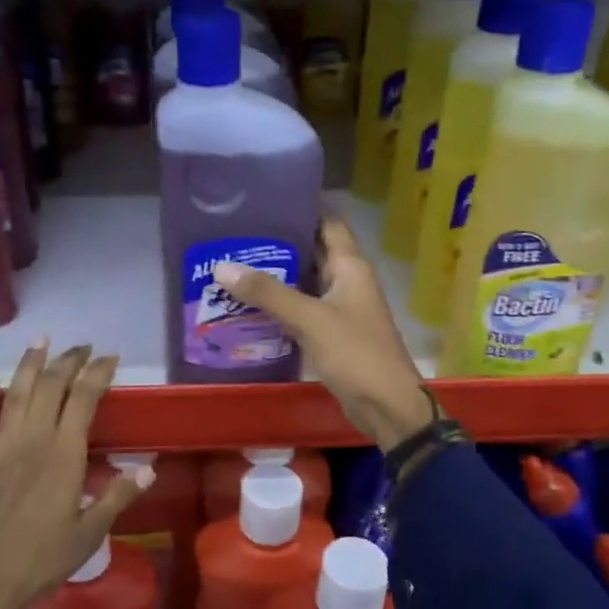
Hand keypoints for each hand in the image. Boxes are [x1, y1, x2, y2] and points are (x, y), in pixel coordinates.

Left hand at [0, 342, 153, 608]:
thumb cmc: (44, 559)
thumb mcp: (90, 532)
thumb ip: (118, 495)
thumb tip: (150, 467)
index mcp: (64, 454)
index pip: (84, 398)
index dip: (98, 373)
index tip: (110, 358)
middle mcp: (32, 440)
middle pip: (51, 387)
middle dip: (68, 361)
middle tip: (83, 347)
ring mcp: (0, 447)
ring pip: (16, 393)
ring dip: (29, 364)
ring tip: (41, 340)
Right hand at [214, 216, 434, 451]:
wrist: (387, 407)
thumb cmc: (355, 354)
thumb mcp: (309, 319)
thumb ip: (267, 293)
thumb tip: (222, 267)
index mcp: (351, 267)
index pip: (328, 223)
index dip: (301, 208)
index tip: (264, 201)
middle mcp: (347, 282)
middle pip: (313, 252)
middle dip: (279, 244)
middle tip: (236, 236)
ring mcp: (341, 309)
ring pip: (305, 283)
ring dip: (277, 277)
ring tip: (234, 267)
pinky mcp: (333, 334)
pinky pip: (303, 310)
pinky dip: (280, 306)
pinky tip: (250, 306)